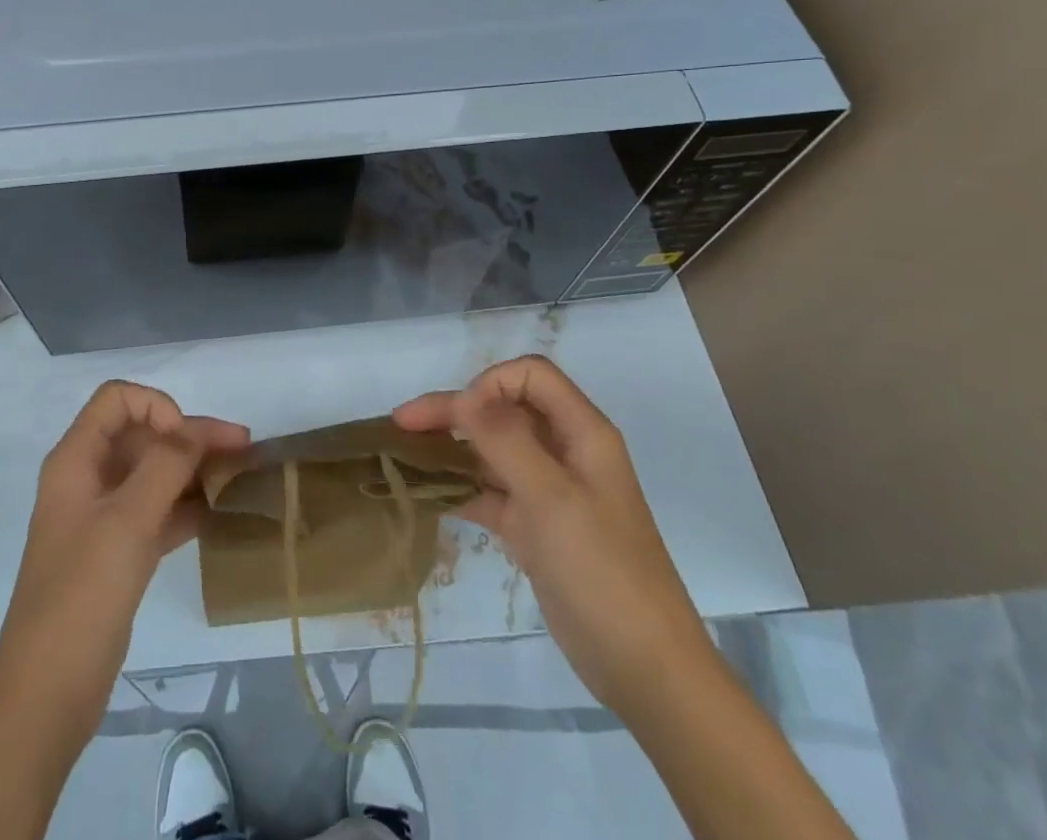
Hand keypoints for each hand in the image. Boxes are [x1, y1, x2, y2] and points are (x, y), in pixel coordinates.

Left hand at [0, 381, 248, 733]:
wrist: (46, 696)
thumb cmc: (82, 596)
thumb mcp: (127, 521)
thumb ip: (165, 465)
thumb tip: (194, 429)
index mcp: (76, 460)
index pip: (118, 400)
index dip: (156, 407)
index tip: (185, 442)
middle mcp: (88, 479)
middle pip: (142, 435)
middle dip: (190, 436)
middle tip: (243, 449)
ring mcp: (102, 518)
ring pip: (153, 474)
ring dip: (193, 470)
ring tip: (240, 477)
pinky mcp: (117, 553)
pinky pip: (156, 512)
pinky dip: (185, 506)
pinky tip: (219, 514)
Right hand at [394, 356, 712, 714]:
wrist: (644, 669)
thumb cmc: (602, 570)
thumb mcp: (551, 497)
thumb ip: (504, 439)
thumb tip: (463, 395)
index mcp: (582, 433)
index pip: (531, 377)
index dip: (491, 384)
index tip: (460, 417)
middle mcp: (564, 452)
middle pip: (503, 410)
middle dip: (455, 411)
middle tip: (402, 424)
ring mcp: (548, 491)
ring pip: (492, 450)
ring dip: (452, 447)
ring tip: (404, 455)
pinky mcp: (534, 527)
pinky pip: (490, 491)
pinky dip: (459, 488)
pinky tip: (426, 494)